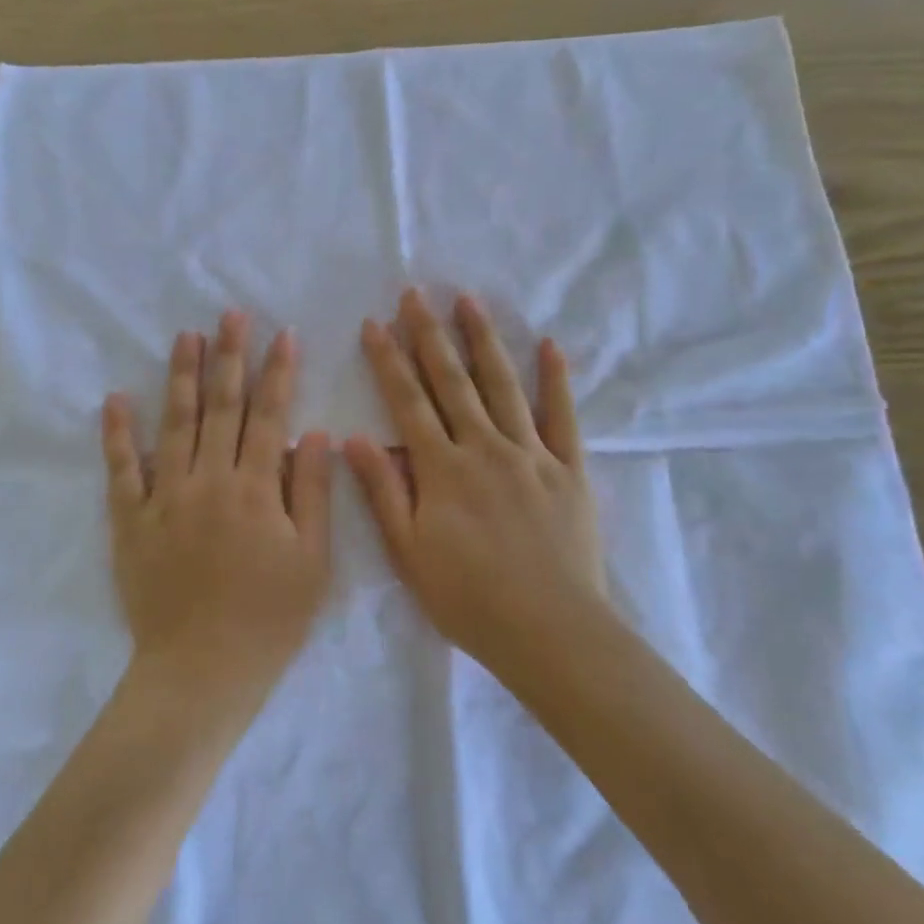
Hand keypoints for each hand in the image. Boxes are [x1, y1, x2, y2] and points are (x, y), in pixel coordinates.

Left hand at [101, 311, 332, 692]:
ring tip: (186, 337)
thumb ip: (313, 493)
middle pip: (222, 407)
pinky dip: (118, 433)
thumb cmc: (269, 619)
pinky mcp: (131, 521)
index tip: (283, 334)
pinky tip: (116, 399)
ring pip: (175, 424)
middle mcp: (210, 480)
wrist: (201, 671)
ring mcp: (165, 497)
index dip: (278, 372)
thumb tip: (317, 433)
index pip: (270, 416)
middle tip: (231, 315)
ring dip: (181, 377)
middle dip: (229, 357)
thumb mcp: (313, 561)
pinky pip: (122, 469)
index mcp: (256, 489)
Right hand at [345, 290, 610, 673]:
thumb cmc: (468, 598)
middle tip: (416, 294)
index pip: (408, 401)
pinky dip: (556, 379)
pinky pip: (563, 415)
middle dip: (430, 334)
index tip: (375, 323)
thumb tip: (354, 437)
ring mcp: (531, 454)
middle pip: (452, 381)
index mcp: (442, 469)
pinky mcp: (569, 469)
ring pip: (503, 385)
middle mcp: (484, 447)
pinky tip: (549, 346)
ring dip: (483, 340)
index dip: (390, 360)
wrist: (548, 630)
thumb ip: (383, 491)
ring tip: (469, 301)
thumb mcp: (408, 552)